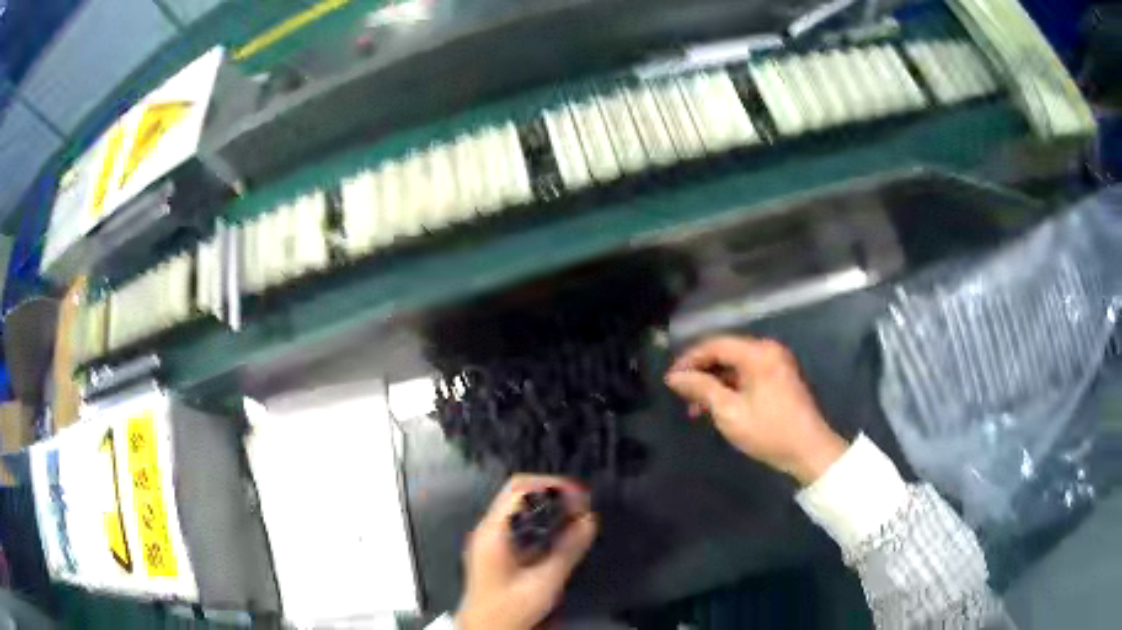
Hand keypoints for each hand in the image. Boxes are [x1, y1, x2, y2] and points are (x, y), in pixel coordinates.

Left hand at [457, 475, 597, 629]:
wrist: (484, 629)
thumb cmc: (509, 608)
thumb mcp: (543, 584)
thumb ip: (566, 552)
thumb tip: (589, 521)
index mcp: (493, 532)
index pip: (519, 490)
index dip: (551, 485)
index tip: (580, 496)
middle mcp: (488, 528)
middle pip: (516, 491)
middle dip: (550, 490)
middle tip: (581, 502)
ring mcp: (489, 537)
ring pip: (516, 505)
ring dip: (546, 503)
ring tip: (575, 512)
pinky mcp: (494, 548)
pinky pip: (517, 521)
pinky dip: (540, 518)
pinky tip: (559, 530)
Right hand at [664, 335, 847, 484]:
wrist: (809, 451)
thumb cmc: (768, 430)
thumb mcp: (729, 411)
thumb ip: (701, 388)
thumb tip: (675, 377)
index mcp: (758, 353)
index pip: (715, 344)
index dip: (689, 359)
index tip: (670, 379)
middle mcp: (769, 351)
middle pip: (726, 353)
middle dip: (701, 373)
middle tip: (682, 396)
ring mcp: (777, 363)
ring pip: (736, 366)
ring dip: (714, 383)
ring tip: (697, 408)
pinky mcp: (781, 378)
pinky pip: (748, 374)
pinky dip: (730, 387)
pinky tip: (718, 407)